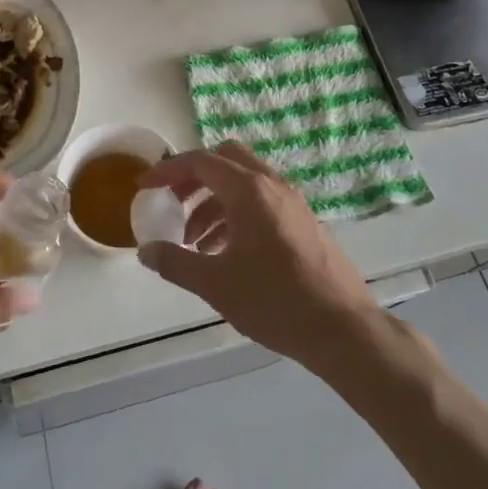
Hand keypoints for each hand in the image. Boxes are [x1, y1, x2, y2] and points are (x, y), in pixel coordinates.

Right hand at [137, 143, 378, 367]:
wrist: (342, 328)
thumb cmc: (275, 301)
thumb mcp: (216, 285)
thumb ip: (176, 263)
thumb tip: (146, 251)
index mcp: (249, 190)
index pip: (201, 162)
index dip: (168, 170)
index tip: (145, 186)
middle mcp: (272, 185)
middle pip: (225, 160)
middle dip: (194, 177)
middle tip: (173, 204)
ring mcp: (292, 201)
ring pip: (245, 182)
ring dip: (214, 201)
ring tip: (195, 243)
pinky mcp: (304, 221)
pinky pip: (262, 201)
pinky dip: (237, 214)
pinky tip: (227, 252)